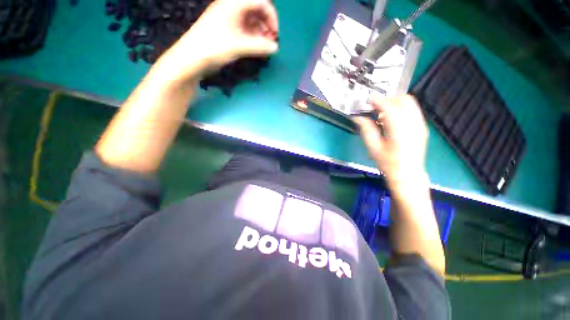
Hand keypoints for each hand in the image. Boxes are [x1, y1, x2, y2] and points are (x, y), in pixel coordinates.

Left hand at [165, 0, 278, 76]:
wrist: (192, 57)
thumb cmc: (215, 47)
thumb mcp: (239, 46)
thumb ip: (259, 46)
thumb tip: (276, 48)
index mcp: (234, 3)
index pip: (260, 1)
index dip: (271, 16)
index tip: (275, 34)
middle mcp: (232, 7)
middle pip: (256, 9)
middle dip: (267, 24)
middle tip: (270, 41)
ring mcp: (229, 17)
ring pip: (251, 20)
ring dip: (260, 31)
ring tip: (264, 46)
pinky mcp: (227, 28)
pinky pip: (245, 28)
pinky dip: (253, 36)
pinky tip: (256, 47)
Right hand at [354, 95, 428, 186]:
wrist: (408, 174)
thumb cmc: (388, 163)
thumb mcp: (373, 148)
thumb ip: (366, 130)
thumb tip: (358, 117)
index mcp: (399, 131)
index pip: (389, 108)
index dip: (378, 101)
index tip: (368, 99)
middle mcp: (413, 124)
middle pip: (403, 100)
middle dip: (388, 99)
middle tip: (375, 106)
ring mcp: (420, 125)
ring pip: (410, 103)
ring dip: (394, 103)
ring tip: (382, 112)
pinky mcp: (422, 127)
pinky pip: (412, 110)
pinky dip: (401, 108)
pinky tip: (391, 119)